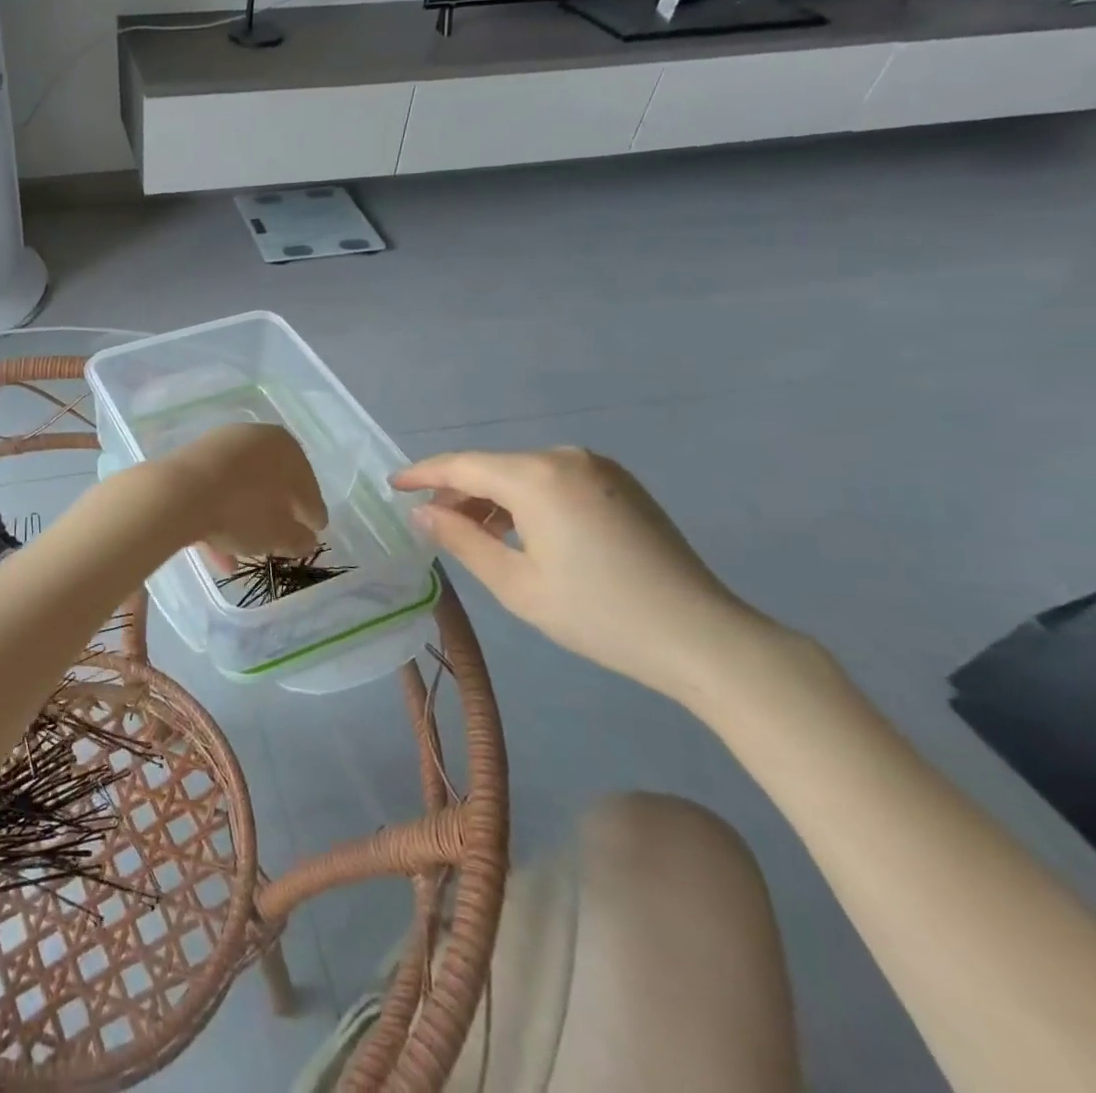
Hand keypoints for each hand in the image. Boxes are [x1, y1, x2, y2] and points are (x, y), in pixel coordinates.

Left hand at [160, 423, 325, 561]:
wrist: (177, 494)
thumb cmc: (242, 510)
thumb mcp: (280, 533)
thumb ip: (299, 538)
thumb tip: (306, 539)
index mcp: (284, 446)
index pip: (306, 483)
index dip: (312, 511)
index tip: (316, 531)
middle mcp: (252, 438)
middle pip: (271, 481)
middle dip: (276, 513)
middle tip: (282, 539)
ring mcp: (217, 447)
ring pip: (239, 490)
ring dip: (244, 523)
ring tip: (246, 557)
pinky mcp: (188, 462)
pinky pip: (212, 493)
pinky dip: (218, 519)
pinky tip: (218, 554)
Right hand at [392, 448, 781, 705]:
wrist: (702, 637)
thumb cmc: (598, 614)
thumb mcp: (516, 584)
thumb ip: (461, 540)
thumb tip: (422, 512)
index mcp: (537, 476)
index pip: (462, 465)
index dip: (423, 473)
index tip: (392, 485)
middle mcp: (565, 458)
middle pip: (493, 466)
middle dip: (458, 491)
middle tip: (430, 522)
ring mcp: (598, 468)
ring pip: (523, 473)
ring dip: (492, 498)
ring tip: (472, 533)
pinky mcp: (619, 484)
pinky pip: (553, 480)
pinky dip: (525, 500)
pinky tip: (519, 532)